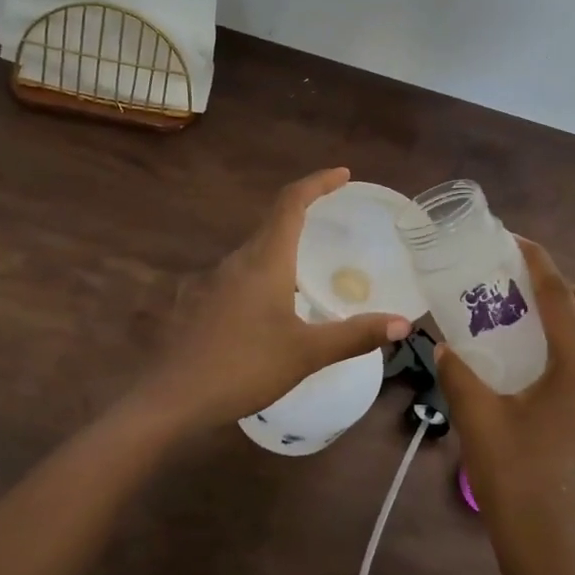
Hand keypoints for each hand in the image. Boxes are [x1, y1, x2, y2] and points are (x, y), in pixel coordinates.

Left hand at [136, 168, 412, 431]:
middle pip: (273, 223)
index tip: (342, 175)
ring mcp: (213, 281)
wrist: (171, 399)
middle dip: (305, 215)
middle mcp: (237, 261)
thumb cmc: (243, 368)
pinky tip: (273, 308)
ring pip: (255, 251)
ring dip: (284, 249)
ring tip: (311, 271)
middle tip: (335, 224)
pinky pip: (240, 275)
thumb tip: (404, 323)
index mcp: (265, 260)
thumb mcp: (306, 354)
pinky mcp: (200, 302)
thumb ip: (355, 335)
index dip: (317, 183)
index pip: (291, 203)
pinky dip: (265, 275)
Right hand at [435, 239, 574, 574]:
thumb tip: (442, 345)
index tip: (514, 239)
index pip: (561, 297)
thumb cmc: (516, 479)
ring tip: (531, 319)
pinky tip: (537, 361)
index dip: (538, 262)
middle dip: (562, 287)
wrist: (550, 550)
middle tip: (520, 286)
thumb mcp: (477, 418)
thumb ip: (457, 372)